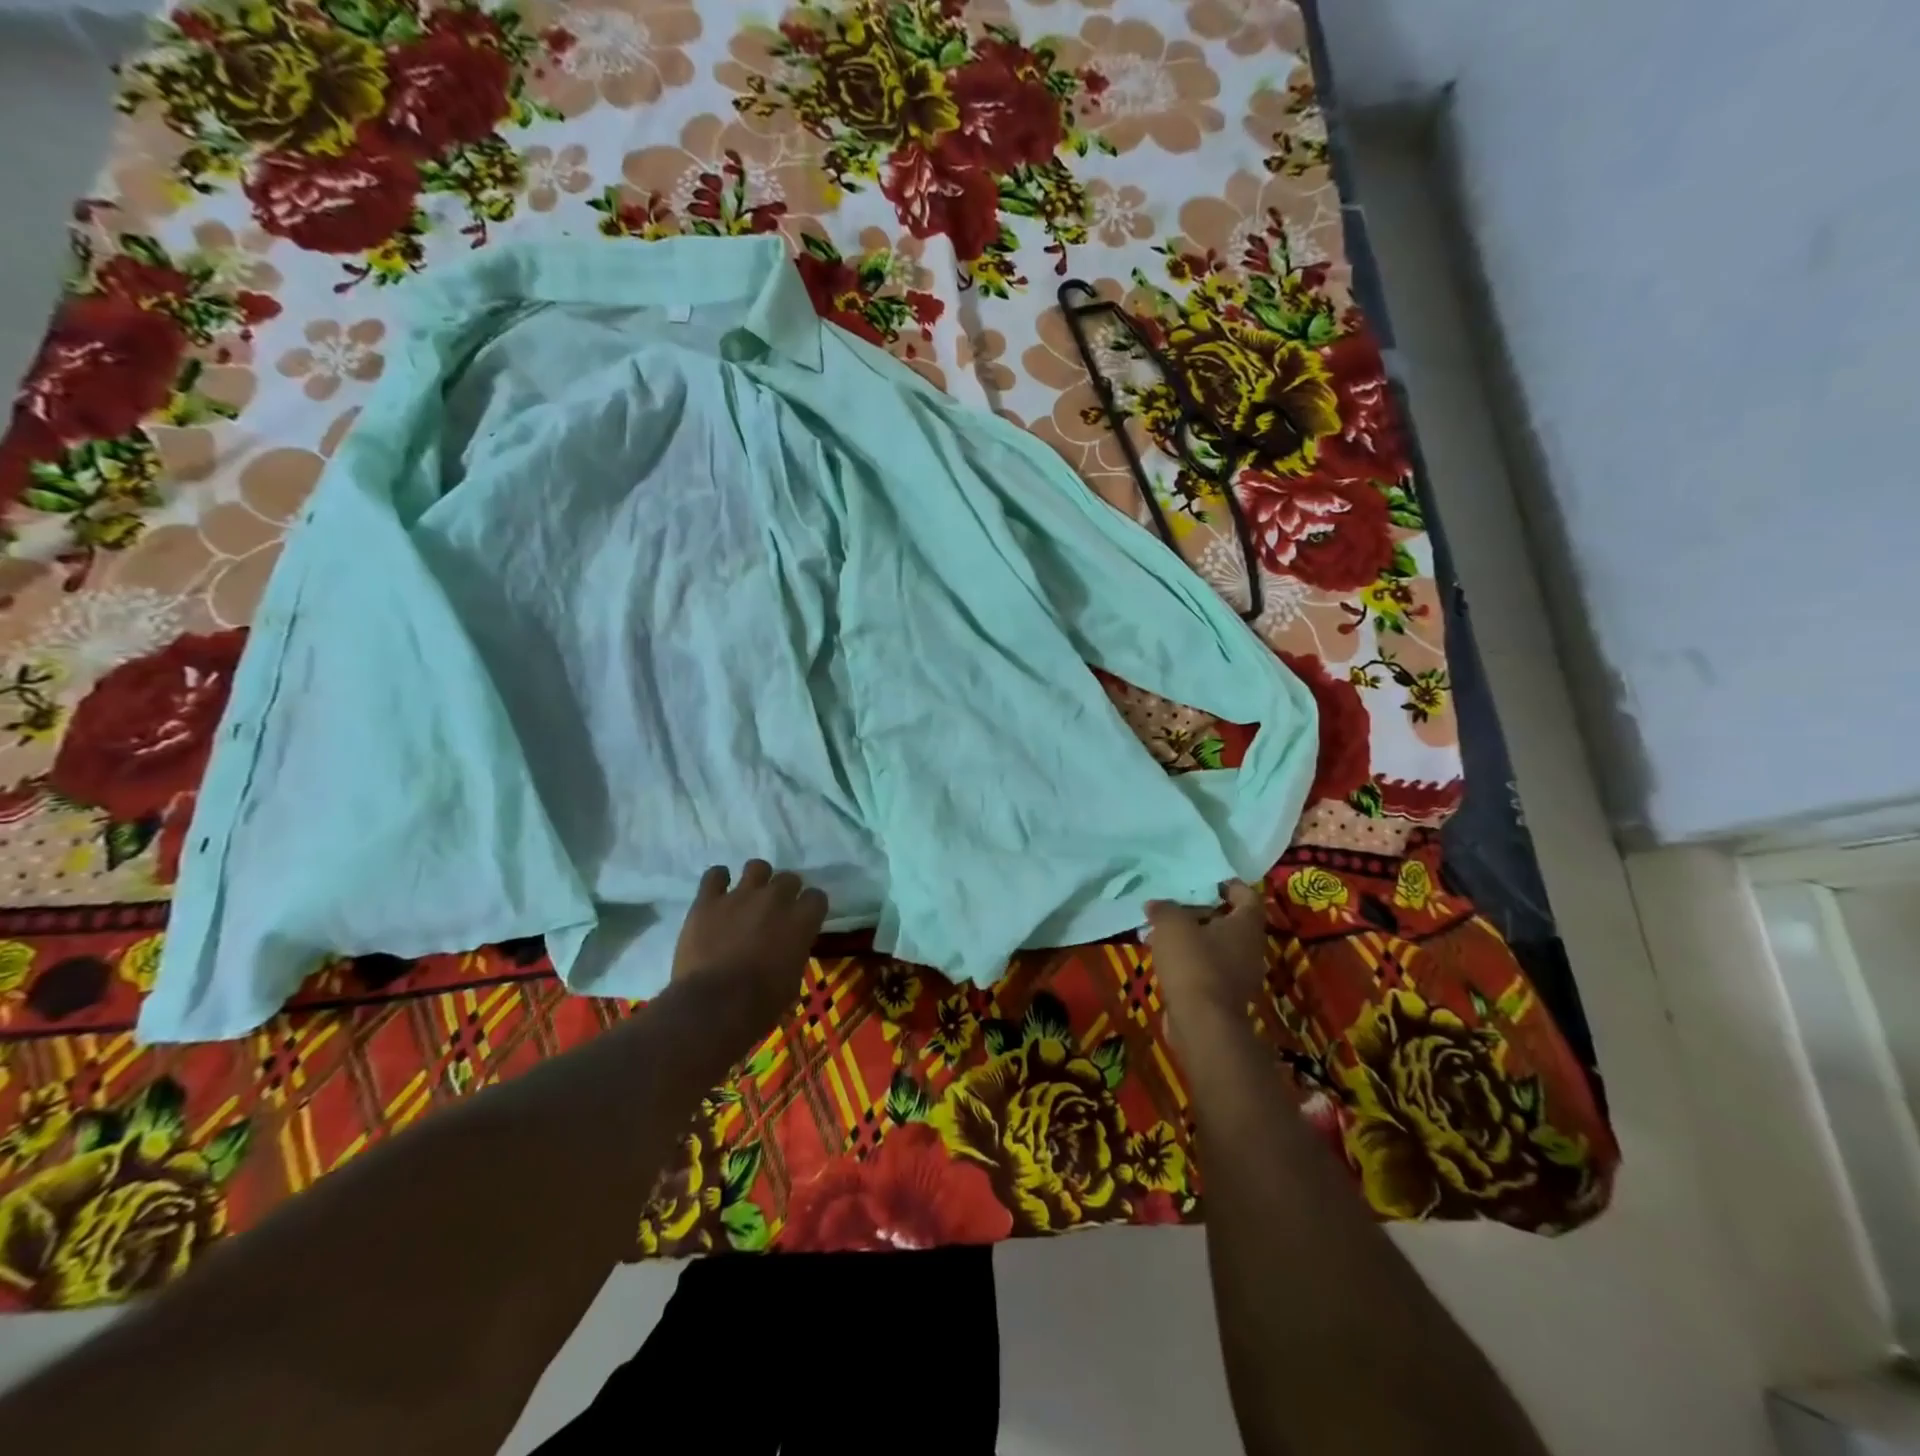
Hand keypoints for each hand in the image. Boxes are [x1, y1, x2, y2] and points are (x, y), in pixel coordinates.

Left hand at [671, 860, 827, 1035]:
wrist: (714, 1006)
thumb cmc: (760, 1004)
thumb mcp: (792, 981)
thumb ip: (793, 953)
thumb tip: (787, 950)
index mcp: (801, 920)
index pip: (817, 897)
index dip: (810, 908)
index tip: (804, 920)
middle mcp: (775, 899)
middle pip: (789, 878)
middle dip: (785, 892)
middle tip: (775, 911)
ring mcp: (740, 896)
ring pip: (757, 867)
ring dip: (756, 880)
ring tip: (748, 897)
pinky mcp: (708, 901)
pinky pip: (715, 875)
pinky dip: (718, 880)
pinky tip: (717, 892)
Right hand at [1146, 880, 1269, 1038]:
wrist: (1202, 1023)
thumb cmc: (1194, 962)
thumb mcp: (1172, 925)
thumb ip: (1164, 909)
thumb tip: (1155, 904)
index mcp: (1246, 926)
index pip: (1247, 896)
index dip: (1229, 885)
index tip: (1207, 881)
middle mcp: (1250, 949)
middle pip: (1230, 922)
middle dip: (1202, 912)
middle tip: (1175, 905)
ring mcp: (1239, 975)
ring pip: (1215, 947)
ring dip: (1192, 938)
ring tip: (1161, 931)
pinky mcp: (1223, 996)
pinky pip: (1206, 969)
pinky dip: (1189, 961)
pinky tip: (1163, 958)